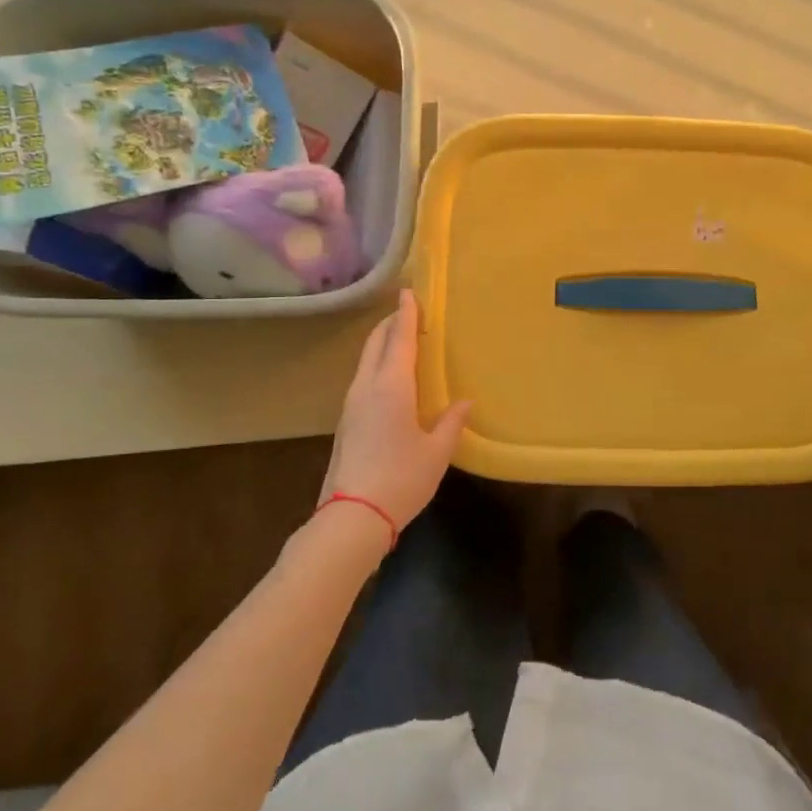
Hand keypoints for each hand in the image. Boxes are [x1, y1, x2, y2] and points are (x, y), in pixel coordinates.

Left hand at [322, 289, 471, 531]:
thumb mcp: (437, 452)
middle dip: (391, 324)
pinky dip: (377, 366)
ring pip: (365, 361)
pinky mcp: (346, 422)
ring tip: (402, 341)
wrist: (352, 518)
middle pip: (375, 344)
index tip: (410, 292)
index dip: (406, 314)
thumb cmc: (401, 479)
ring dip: (382, 345)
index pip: (399, 339)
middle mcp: (366, 388)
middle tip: (409, 313)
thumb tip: (465, 402)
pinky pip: (363, 379)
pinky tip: (391, 379)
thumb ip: (452, 422)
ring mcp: (351, 405)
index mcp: (391, 387)